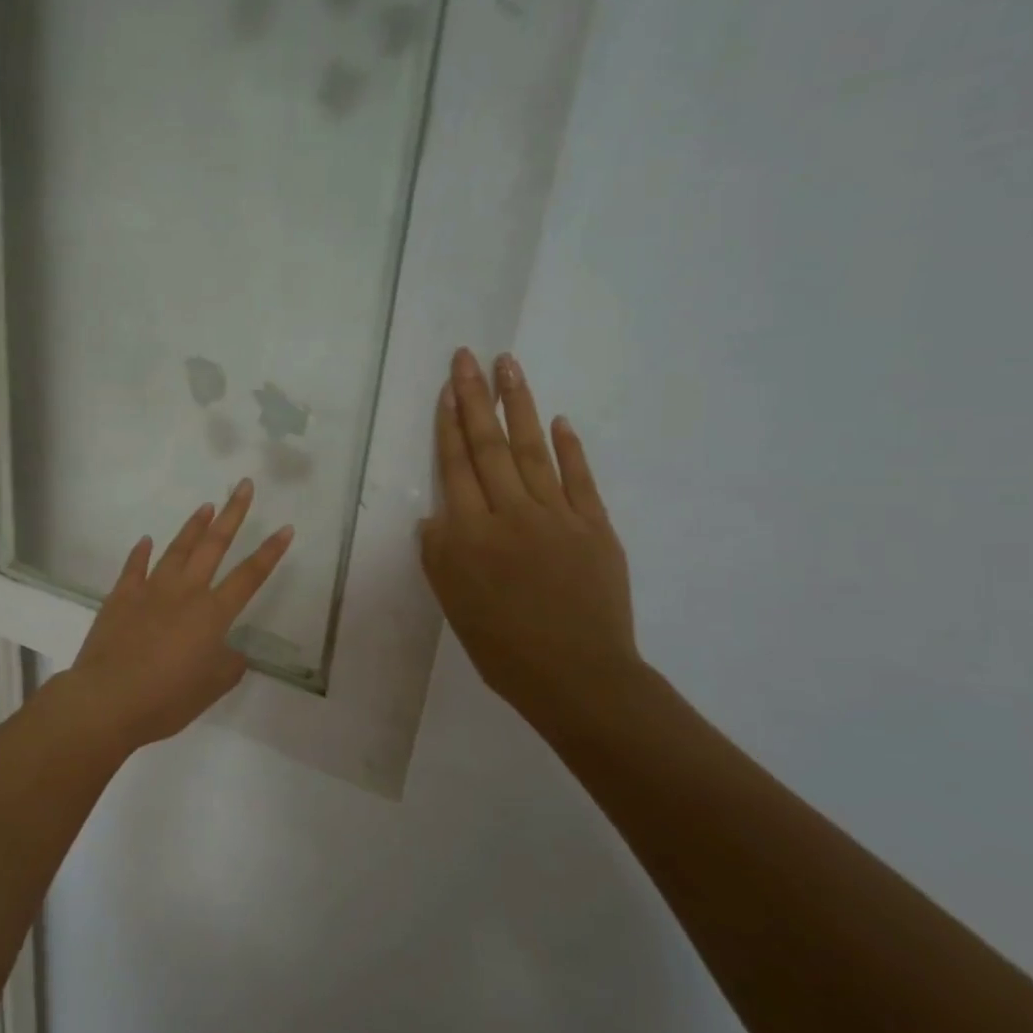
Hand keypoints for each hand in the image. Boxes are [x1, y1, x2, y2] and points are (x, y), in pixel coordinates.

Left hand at [60, 479, 293, 751]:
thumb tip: (233, 653)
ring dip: (193, 526)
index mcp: (212, 614)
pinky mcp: (121, 597)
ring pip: (177, 549)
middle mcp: (185, 592)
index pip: (250, 576)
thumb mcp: (211, 689)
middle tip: (243, 485)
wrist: (107, 699)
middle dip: (233, 514)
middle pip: (214, 545)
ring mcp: (150, 590)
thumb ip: (229, 666)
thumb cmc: (166, 699)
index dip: (270, 552)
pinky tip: (146, 540)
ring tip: (206, 506)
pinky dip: (140, 553)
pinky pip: (134, 567)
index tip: (285, 527)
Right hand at [421, 348, 639, 729]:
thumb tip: (437, 516)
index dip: (449, 425)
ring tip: (509, 366)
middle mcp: (510, 514)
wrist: (577, 676)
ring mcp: (557, 516)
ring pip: (532, 450)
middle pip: (488, 446)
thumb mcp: (453, 604)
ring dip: (519, 406)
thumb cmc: (502, 647)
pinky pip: (579, 478)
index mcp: (469, 535)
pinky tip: (558, 420)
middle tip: (468, 356)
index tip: (447, 388)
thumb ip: (439, 555)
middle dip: (475, 398)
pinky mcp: (595, 526)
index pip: (456, 467)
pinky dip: (569, 448)